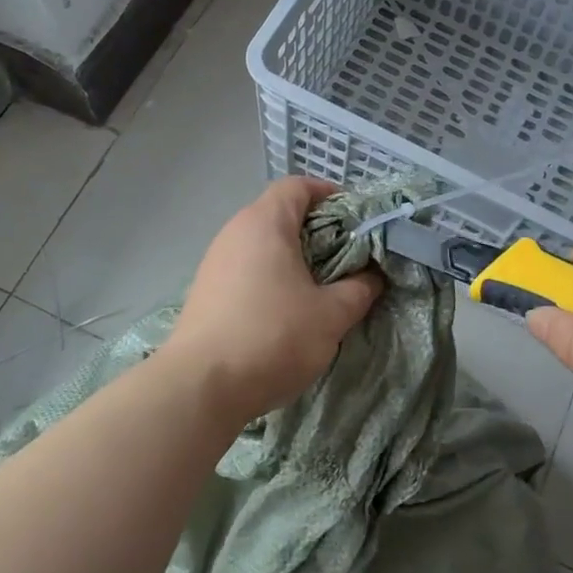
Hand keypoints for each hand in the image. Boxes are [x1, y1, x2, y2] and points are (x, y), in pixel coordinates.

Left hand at [163, 177, 383, 422]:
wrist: (200, 387)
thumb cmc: (273, 337)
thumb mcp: (331, 315)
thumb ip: (359, 289)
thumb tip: (372, 276)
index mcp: (265, 223)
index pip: (297, 186)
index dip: (329, 194)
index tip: (355, 219)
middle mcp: (235, 232)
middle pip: (280, 214)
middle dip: (317, 230)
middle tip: (348, 257)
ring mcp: (215, 262)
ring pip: (263, 244)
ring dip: (294, 257)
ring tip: (321, 286)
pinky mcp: (206, 291)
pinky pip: (247, 268)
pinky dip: (271, 277)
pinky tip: (287, 310)